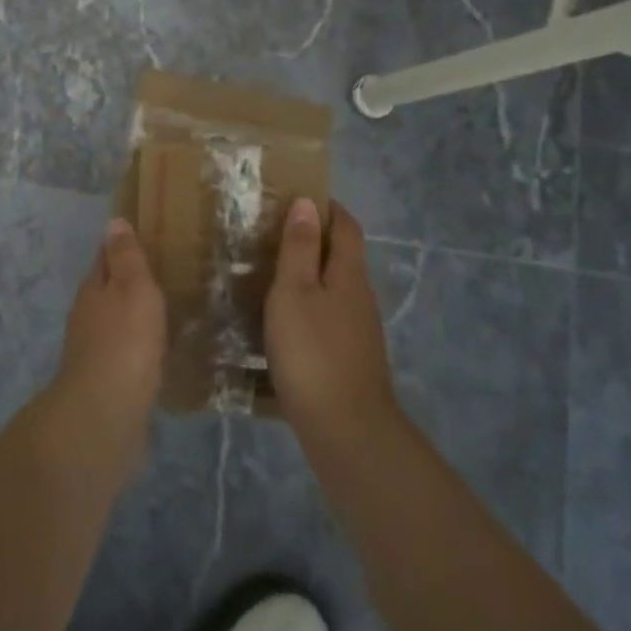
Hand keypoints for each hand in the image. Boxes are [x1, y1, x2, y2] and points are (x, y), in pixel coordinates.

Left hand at [53, 219, 167, 455]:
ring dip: (136, 317)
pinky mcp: (107, 384)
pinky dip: (140, 349)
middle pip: (109, 291)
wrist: (106, 416)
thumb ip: (126, 257)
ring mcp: (94, 352)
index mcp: (93, 289)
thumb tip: (113, 222)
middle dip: (131, 283)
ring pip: (117, 324)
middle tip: (166, 275)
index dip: (123, 246)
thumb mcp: (132, 288)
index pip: (106, 257)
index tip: (147, 238)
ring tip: (167, 313)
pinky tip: (159, 354)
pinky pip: (127, 356)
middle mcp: (87, 317)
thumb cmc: (124, 342)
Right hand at [265, 199, 399, 446]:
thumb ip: (300, 247)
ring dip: (309, 276)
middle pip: (343, 256)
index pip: (346, 225)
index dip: (327, 207)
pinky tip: (283, 323)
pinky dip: (308, 308)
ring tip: (269, 276)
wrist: (347, 432)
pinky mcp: (350, 360)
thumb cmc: (313, 352)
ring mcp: (359, 331)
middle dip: (313, 240)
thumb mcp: (295, 291)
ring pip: (334, 289)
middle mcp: (361, 297)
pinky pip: (329, 318)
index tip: (296, 197)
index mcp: (350, 274)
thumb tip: (308, 203)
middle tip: (271, 235)